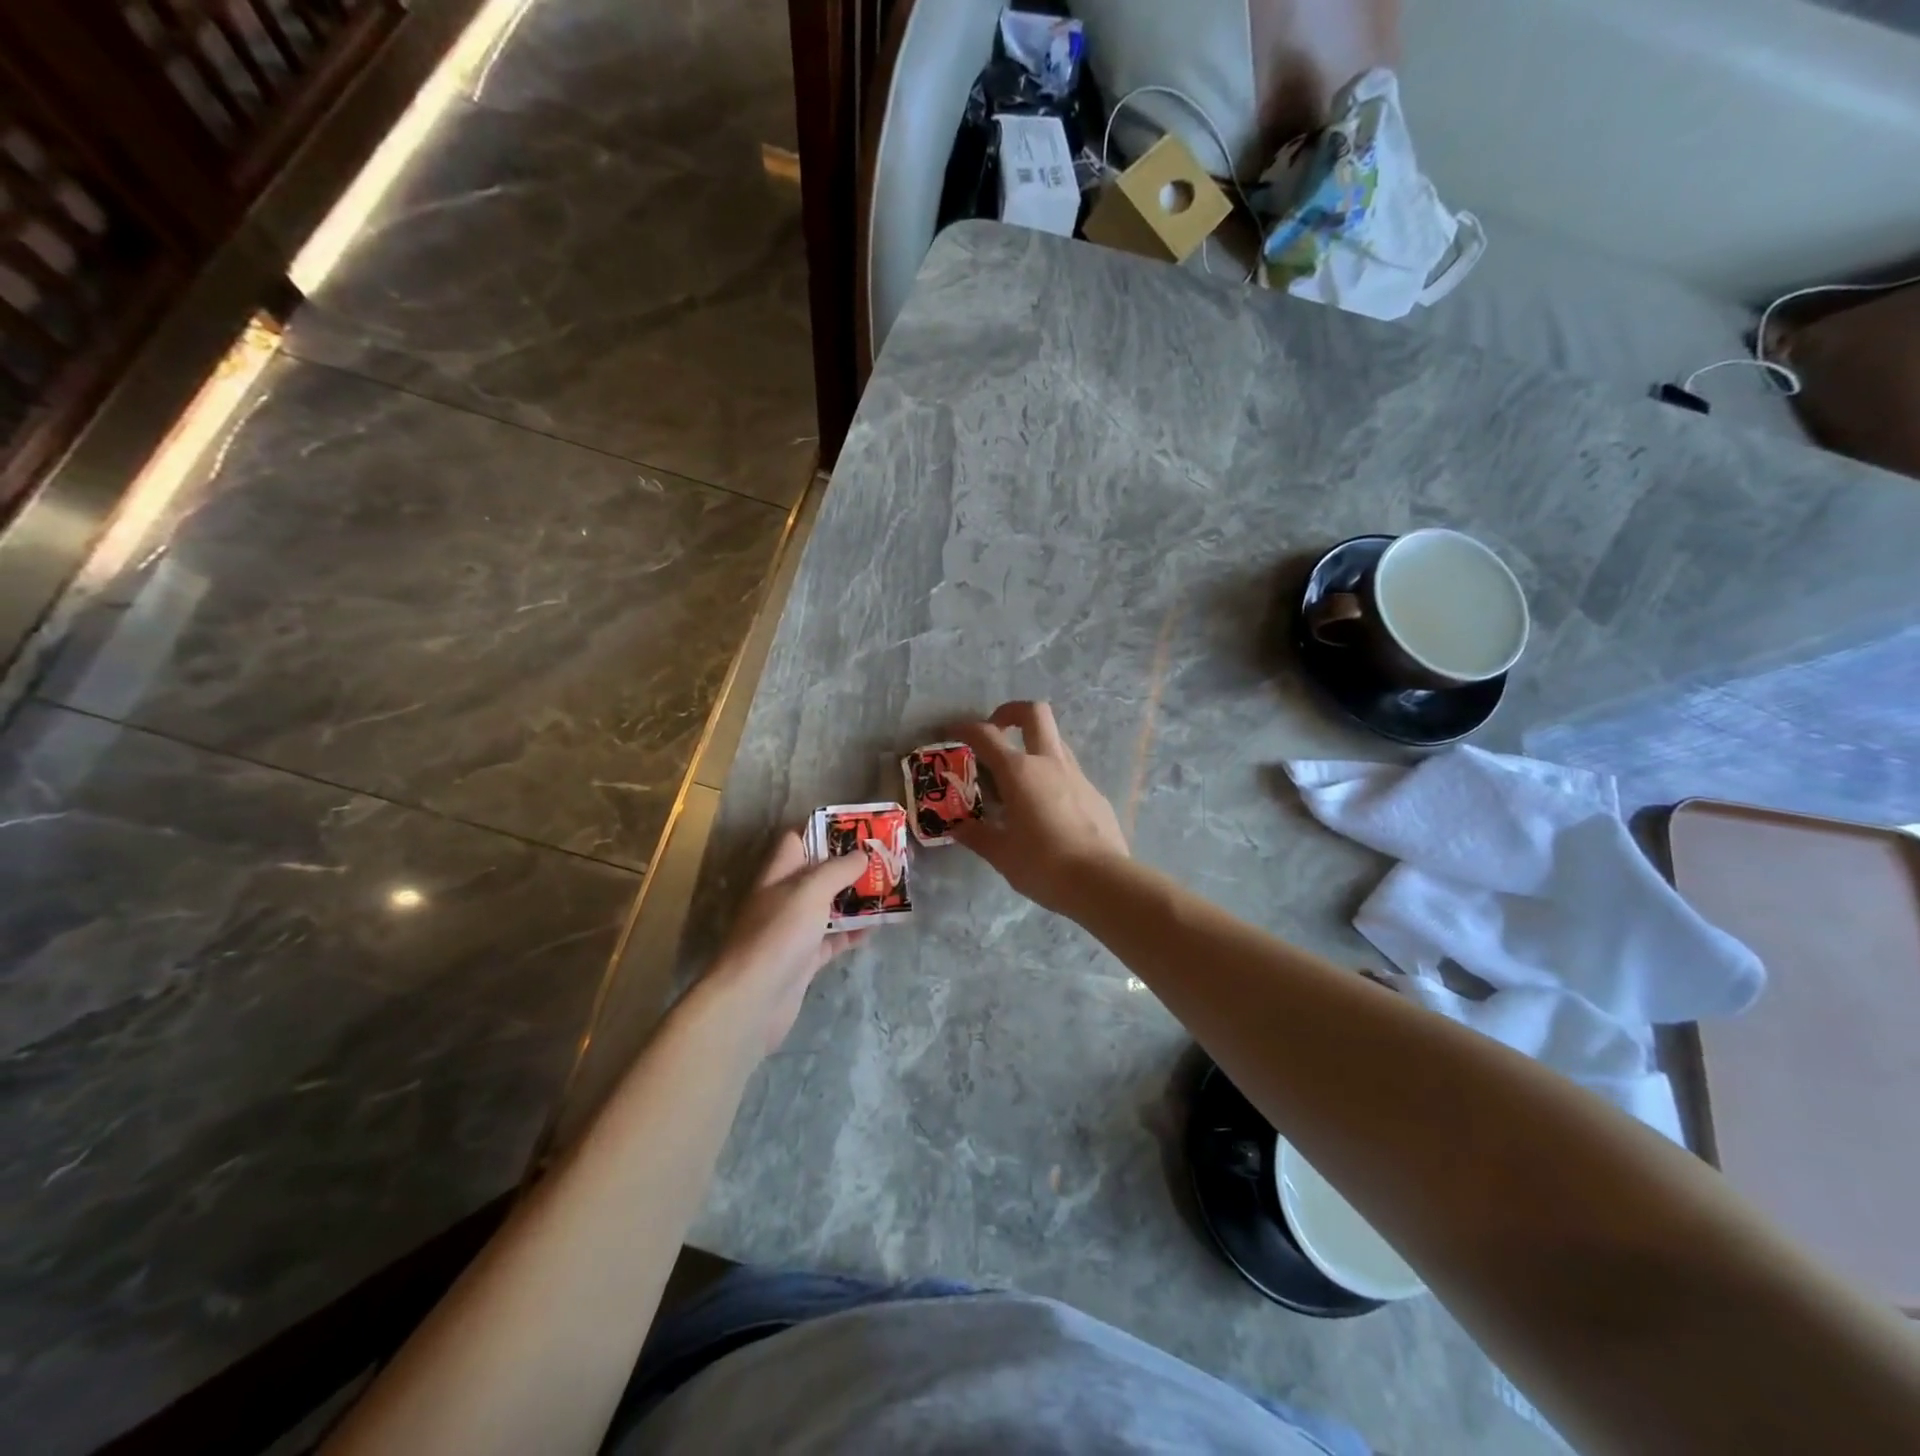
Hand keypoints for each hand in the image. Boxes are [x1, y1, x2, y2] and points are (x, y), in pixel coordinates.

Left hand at [706, 831, 867, 1052]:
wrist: (753, 999)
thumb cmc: (779, 934)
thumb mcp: (809, 891)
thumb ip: (837, 869)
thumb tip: (862, 854)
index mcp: (779, 873)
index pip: (798, 840)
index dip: (824, 831)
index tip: (858, 829)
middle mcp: (784, 898)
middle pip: (819, 873)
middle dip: (850, 866)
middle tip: (885, 859)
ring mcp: (794, 930)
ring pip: (829, 906)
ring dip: (856, 898)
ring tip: (890, 888)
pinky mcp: (805, 958)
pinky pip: (833, 938)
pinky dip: (853, 932)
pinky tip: (877, 926)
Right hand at [949, 701, 1128, 913]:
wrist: (1102, 881)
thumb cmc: (1043, 865)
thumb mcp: (1001, 854)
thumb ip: (977, 836)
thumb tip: (958, 828)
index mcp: (1019, 772)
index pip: (986, 735)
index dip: (965, 728)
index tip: (952, 732)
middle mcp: (1049, 763)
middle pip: (1034, 713)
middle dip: (1011, 712)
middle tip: (997, 730)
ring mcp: (1077, 776)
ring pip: (1055, 741)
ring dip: (1034, 746)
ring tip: (1018, 777)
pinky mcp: (1095, 794)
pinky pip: (1069, 773)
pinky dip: (1052, 778)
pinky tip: (1047, 809)